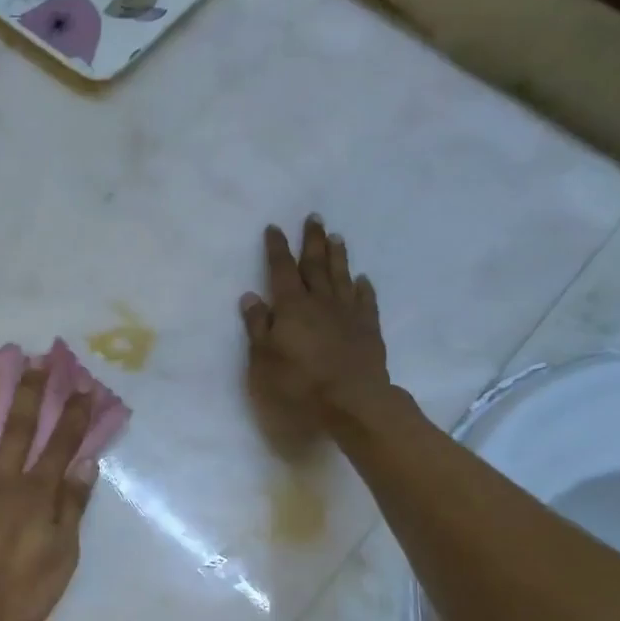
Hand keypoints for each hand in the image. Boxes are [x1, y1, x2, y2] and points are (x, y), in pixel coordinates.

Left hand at [0, 362, 97, 620]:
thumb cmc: (20, 590)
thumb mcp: (62, 554)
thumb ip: (72, 506)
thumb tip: (87, 463)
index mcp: (37, 493)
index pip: (62, 444)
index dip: (75, 413)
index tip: (84, 383)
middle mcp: (4, 479)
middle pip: (20, 427)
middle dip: (32, 391)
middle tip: (37, 357)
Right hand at [241, 216, 389, 438]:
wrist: (352, 402)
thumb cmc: (298, 384)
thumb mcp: (263, 360)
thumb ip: (257, 327)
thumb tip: (251, 297)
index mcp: (292, 307)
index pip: (281, 270)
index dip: (277, 248)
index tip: (275, 228)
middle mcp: (320, 302)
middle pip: (315, 265)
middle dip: (312, 241)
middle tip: (314, 218)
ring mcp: (348, 314)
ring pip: (341, 277)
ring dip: (338, 256)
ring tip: (337, 237)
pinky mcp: (368, 329)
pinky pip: (365, 301)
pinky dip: (362, 288)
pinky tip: (362, 279)